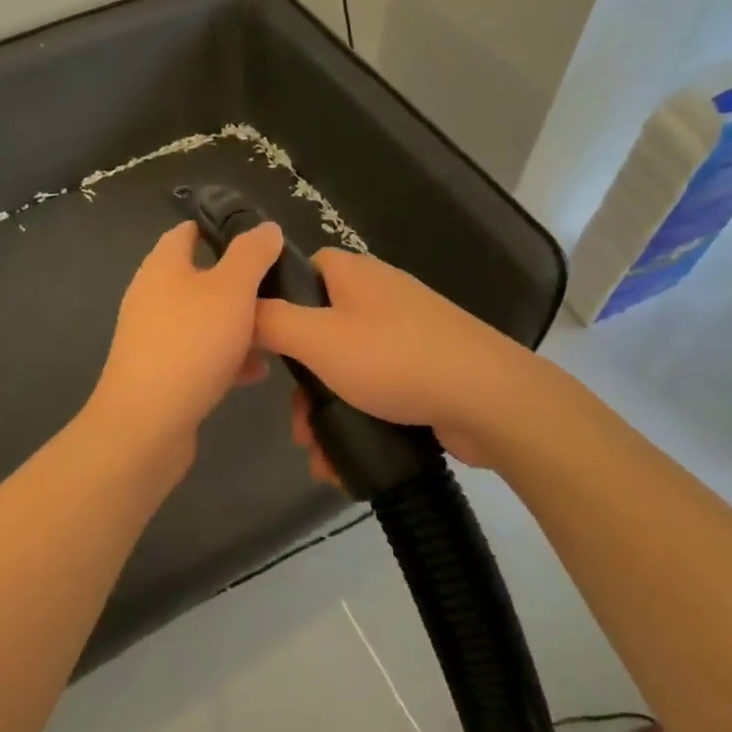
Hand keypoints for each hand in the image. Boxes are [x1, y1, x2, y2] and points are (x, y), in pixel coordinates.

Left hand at [85, 219, 284, 466]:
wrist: (147, 423)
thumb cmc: (191, 343)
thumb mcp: (232, 288)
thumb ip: (252, 254)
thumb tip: (266, 227)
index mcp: (163, 265)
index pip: (188, 231)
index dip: (222, 229)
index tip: (261, 240)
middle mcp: (152, 295)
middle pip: (200, 277)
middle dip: (239, 284)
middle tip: (278, 290)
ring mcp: (154, 336)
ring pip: (204, 319)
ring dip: (238, 324)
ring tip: (275, 332)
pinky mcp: (160, 372)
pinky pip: (199, 354)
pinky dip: (226, 357)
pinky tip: (255, 372)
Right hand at [254, 248, 546, 470]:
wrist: (489, 399)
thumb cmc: (395, 359)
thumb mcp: (318, 339)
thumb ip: (271, 321)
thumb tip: (242, 307)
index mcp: (354, 274)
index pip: (302, 270)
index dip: (276, 301)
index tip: (262, 343)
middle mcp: (379, 296)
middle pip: (319, 329)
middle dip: (301, 382)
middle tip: (295, 420)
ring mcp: (406, 334)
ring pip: (345, 368)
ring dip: (325, 411)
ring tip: (317, 454)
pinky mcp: (424, 370)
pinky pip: (376, 390)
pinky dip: (357, 419)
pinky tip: (344, 461)